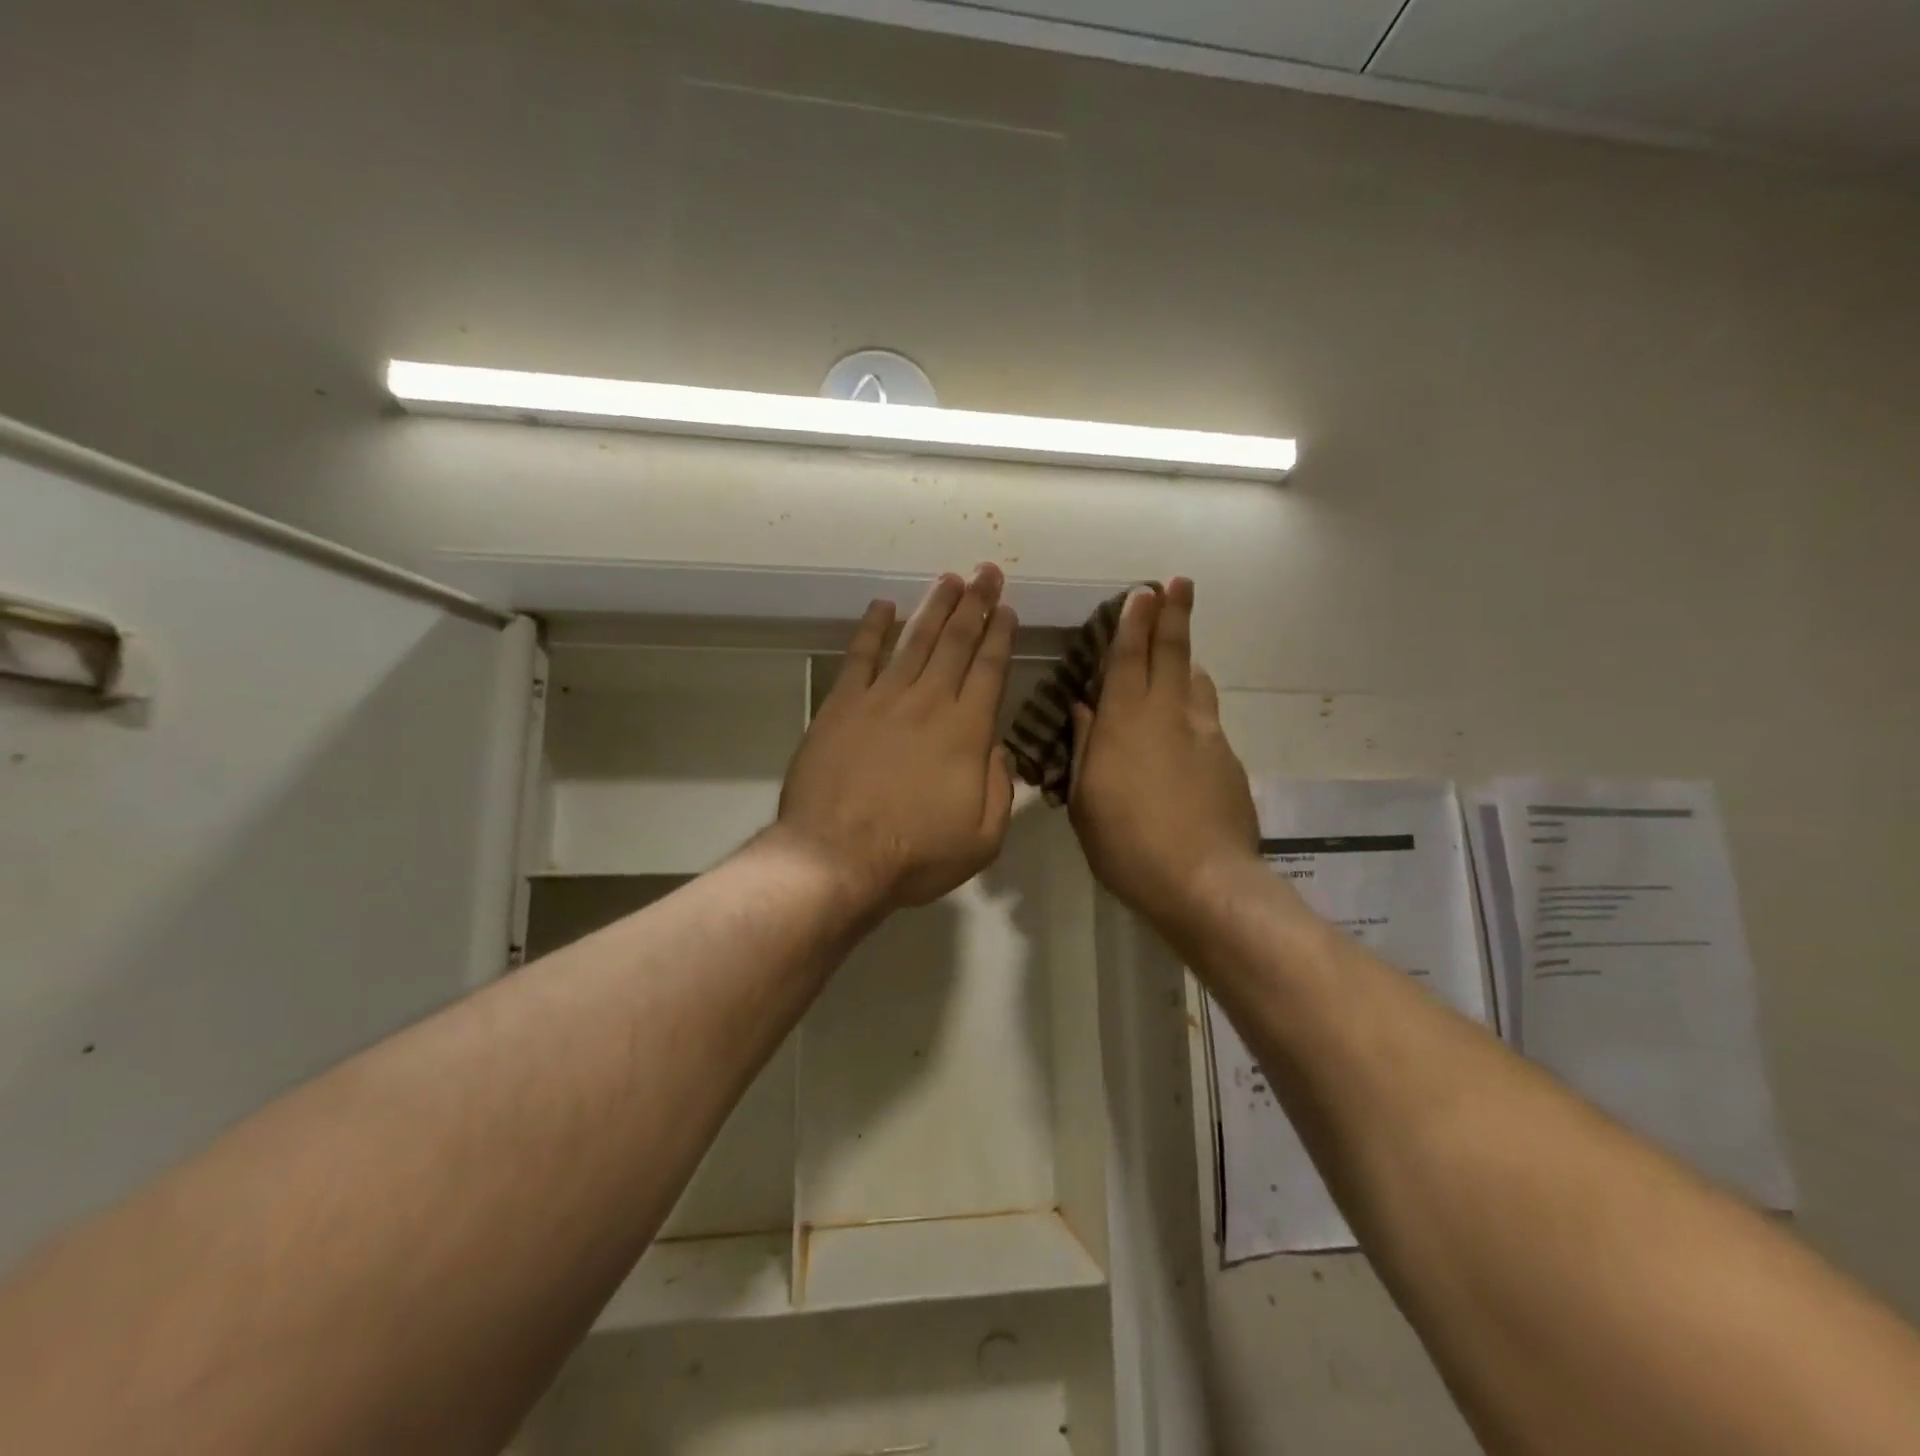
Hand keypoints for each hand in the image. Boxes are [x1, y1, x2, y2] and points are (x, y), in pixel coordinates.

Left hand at [777, 564, 1017, 912]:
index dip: (1001, 635)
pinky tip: (883, 606)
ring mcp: (881, 699)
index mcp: (966, 732)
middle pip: (956, 643)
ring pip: (915, 640)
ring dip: (934, 606)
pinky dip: (873, 628)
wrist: (836, 858)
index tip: (1007, 607)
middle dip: (975, 603)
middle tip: (986, 571)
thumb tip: (997, 750)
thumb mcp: (983, 839)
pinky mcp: (841, 705)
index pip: (990, 670)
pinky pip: (860, 656)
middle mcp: (928, 702)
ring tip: (949, 578)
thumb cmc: (914, 855)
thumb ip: (999, 789)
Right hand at [1068, 578, 1261, 933]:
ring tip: (1180, 653)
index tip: (1143, 591)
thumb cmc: (1127, 845)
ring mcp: (1205, 735)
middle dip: (1173, 616)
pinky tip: (1187, 724)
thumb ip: (1084, 748)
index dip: (1135, 622)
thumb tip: (1083, 709)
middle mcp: (1168, 716)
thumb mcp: (1085, 801)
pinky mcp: (1228, 760)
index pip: (1129, 658)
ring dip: (1186, 659)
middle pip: (1172, 654)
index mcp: (1125, 723)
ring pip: (1196, 682)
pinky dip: (1195, 705)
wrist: (1203, 881)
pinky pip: (1207, 718)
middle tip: (1179, 584)